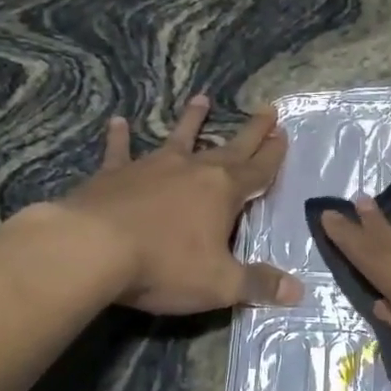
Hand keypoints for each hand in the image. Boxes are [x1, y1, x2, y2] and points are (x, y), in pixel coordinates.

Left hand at [50, 95, 301, 314]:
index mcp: (222, 192)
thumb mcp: (220, 284)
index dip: (273, 155)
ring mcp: (150, 168)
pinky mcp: (113, 175)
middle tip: (267, 109)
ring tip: (202, 99)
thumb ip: (259, 284)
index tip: (284, 133)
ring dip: (192, 120)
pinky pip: (120, 151)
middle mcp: (191, 170)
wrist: (92, 249)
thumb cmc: (164, 265)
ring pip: (178, 138)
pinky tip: (118, 122)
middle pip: (229, 148)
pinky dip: (120, 137)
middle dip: (251, 132)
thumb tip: (298, 291)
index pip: (258, 170)